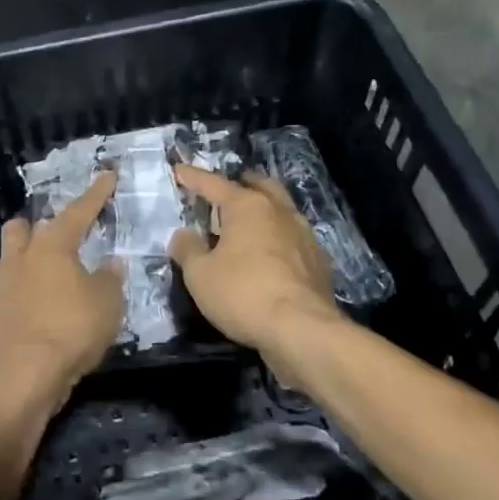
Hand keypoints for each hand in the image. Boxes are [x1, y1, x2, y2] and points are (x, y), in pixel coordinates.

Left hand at [0, 172, 123, 412]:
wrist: (26, 374)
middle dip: (42, 225)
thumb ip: (110, 278)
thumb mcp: (108, 302)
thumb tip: (110, 264)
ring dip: (28, 254)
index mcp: (52, 245)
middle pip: (25, 227)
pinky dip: (27, 286)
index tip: (107, 175)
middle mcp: (23, 257)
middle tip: (65, 235)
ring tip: (52, 267)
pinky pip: (12, 286)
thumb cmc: (72, 328)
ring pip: (12, 255)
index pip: (78, 211)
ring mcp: (5, 285)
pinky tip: (44, 299)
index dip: (96, 194)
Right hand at [169, 164, 340, 375]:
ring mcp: (304, 235)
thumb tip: (183, 234)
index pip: (214, 184)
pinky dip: (278, 239)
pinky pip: (294, 239)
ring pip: (282, 210)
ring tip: (248, 225)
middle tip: (225, 193)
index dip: (193, 178)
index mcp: (248, 206)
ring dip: (264, 212)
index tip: (179, 170)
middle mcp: (279, 211)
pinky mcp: (319, 261)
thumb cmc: (243, 293)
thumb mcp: (200, 274)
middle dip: (241, 184)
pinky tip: (271, 256)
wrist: (302, 329)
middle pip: (259, 186)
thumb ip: (188, 249)